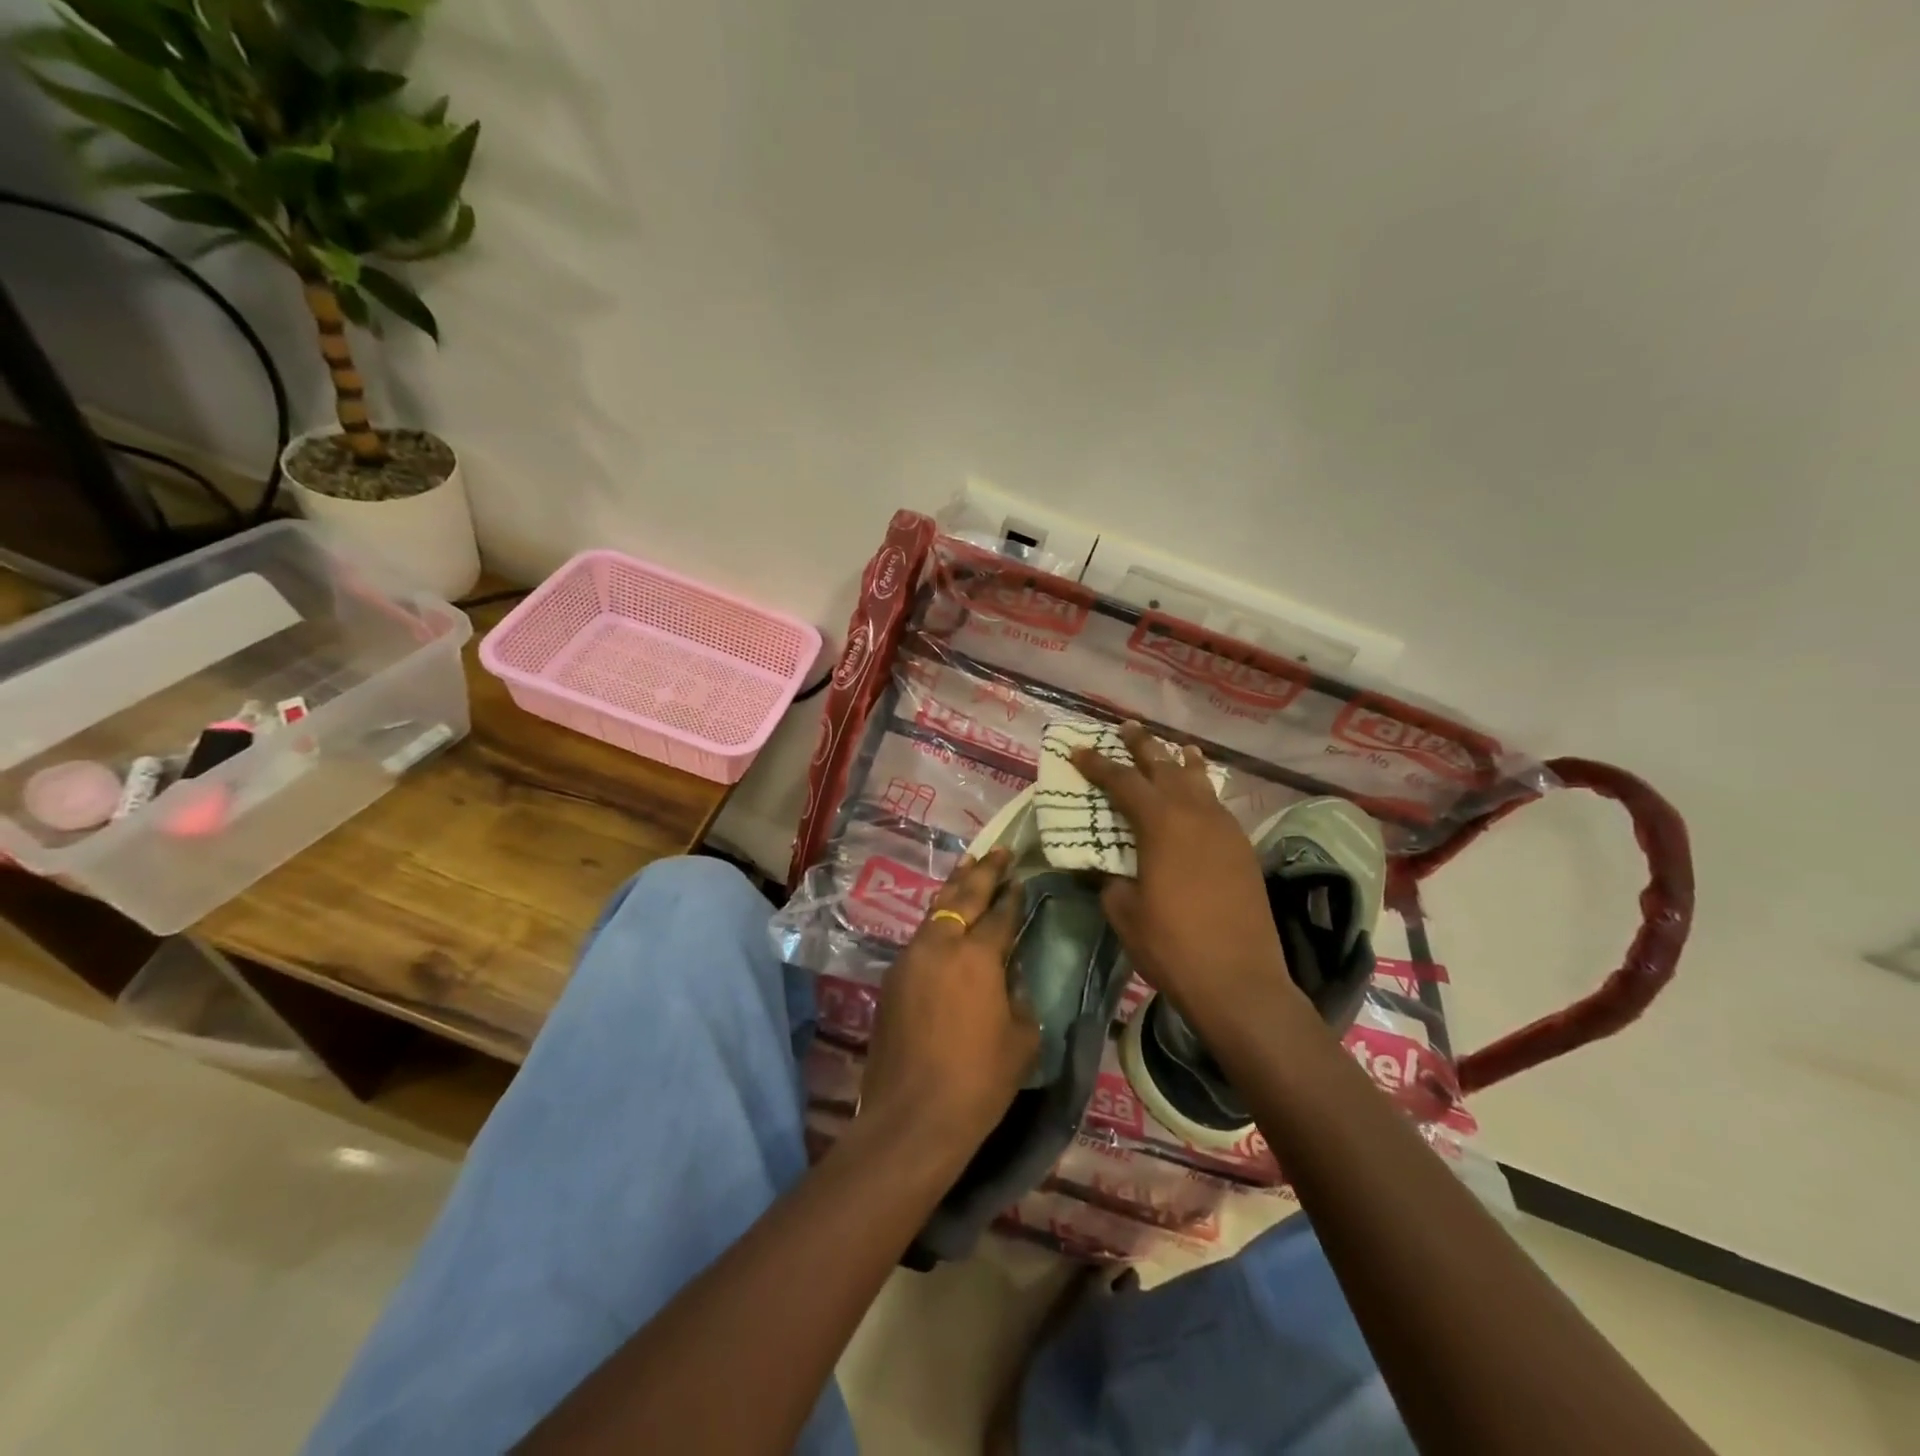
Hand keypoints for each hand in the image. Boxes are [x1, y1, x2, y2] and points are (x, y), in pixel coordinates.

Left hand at [858, 848, 1038, 1158]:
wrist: (913, 1116)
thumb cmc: (978, 1080)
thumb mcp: (1021, 1040)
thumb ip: (1018, 998)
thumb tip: (1008, 978)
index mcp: (978, 956)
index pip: (1001, 913)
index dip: (1013, 895)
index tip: (1021, 878)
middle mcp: (941, 945)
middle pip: (964, 896)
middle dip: (984, 871)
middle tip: (998, 850)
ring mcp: (910, 958)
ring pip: (936, 910)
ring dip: (955, 889)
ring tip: (969, 868)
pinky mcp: (893, 978)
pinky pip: (921, 937)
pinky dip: (937, 921)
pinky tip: (944, 921)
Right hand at [1071, 723, 1299, 1035]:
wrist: (1240, 981)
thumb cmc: (1172, 946)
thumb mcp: (1124, 911)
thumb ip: (1111, 879)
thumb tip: (1107, 867)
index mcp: (1161, 824)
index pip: (1123, 781)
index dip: (1098, 765)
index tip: (1079, 751)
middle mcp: (1195, 814)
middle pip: (1165, 767)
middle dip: (1143, 746)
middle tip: (1128, 729)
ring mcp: (1225, 829)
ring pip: (1200, 781)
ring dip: (1181, 762)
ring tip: (1174, 747)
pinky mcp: (1243, 849)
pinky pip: (1217, 805)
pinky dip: (1203, 791)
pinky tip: (1199, 795)